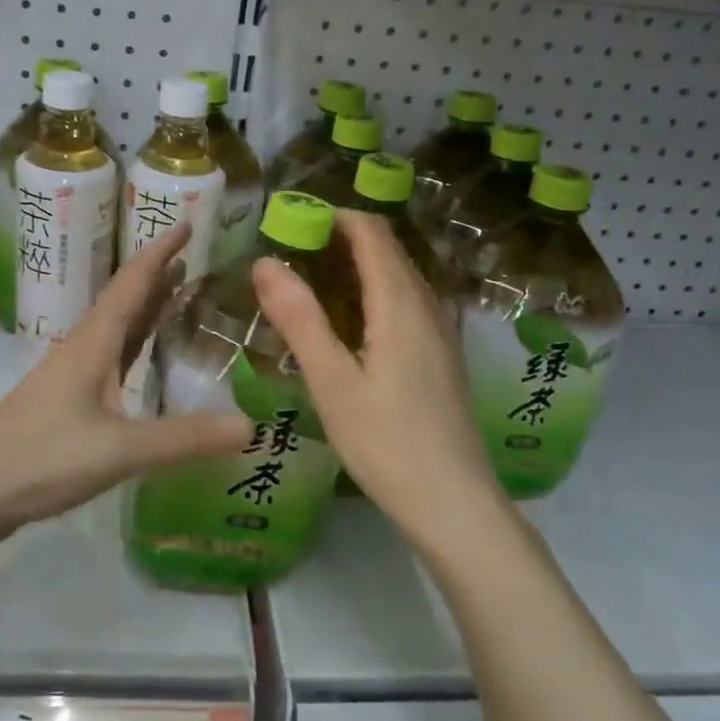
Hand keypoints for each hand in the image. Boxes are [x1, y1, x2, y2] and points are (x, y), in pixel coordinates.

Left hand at [0, 224, 252, 545]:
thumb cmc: (40, 457)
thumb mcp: (119, 449)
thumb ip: (184, 439)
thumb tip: (249, 426)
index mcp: (93, 343)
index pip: (133, 283)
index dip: (161, 251)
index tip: (188, 222)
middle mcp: (82, 351)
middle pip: (126, 302)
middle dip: (159, 278)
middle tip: (198, 261)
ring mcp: (71, 380)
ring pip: (117, 334)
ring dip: (147, 313)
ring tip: (180, 299)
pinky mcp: (66, 408)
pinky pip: (111, 366)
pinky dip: (135, 354)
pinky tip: (145, 368)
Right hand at [254, 211, 502, 554]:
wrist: (454, 503)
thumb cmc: (385, 443)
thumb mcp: (331, 382)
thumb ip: (299, 319)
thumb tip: (265, 261)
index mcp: (400, 304)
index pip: (372, 233)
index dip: (332, 217)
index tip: (290, 223)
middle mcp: (427, 307)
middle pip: (388, 250)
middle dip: (342, 239)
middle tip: (292, 254)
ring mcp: (441, 332)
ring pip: (400, 277)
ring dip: (359, 266)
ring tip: (313, 284)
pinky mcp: (443, 357)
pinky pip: (408, 303)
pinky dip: (375, 293)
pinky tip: (351, 325)